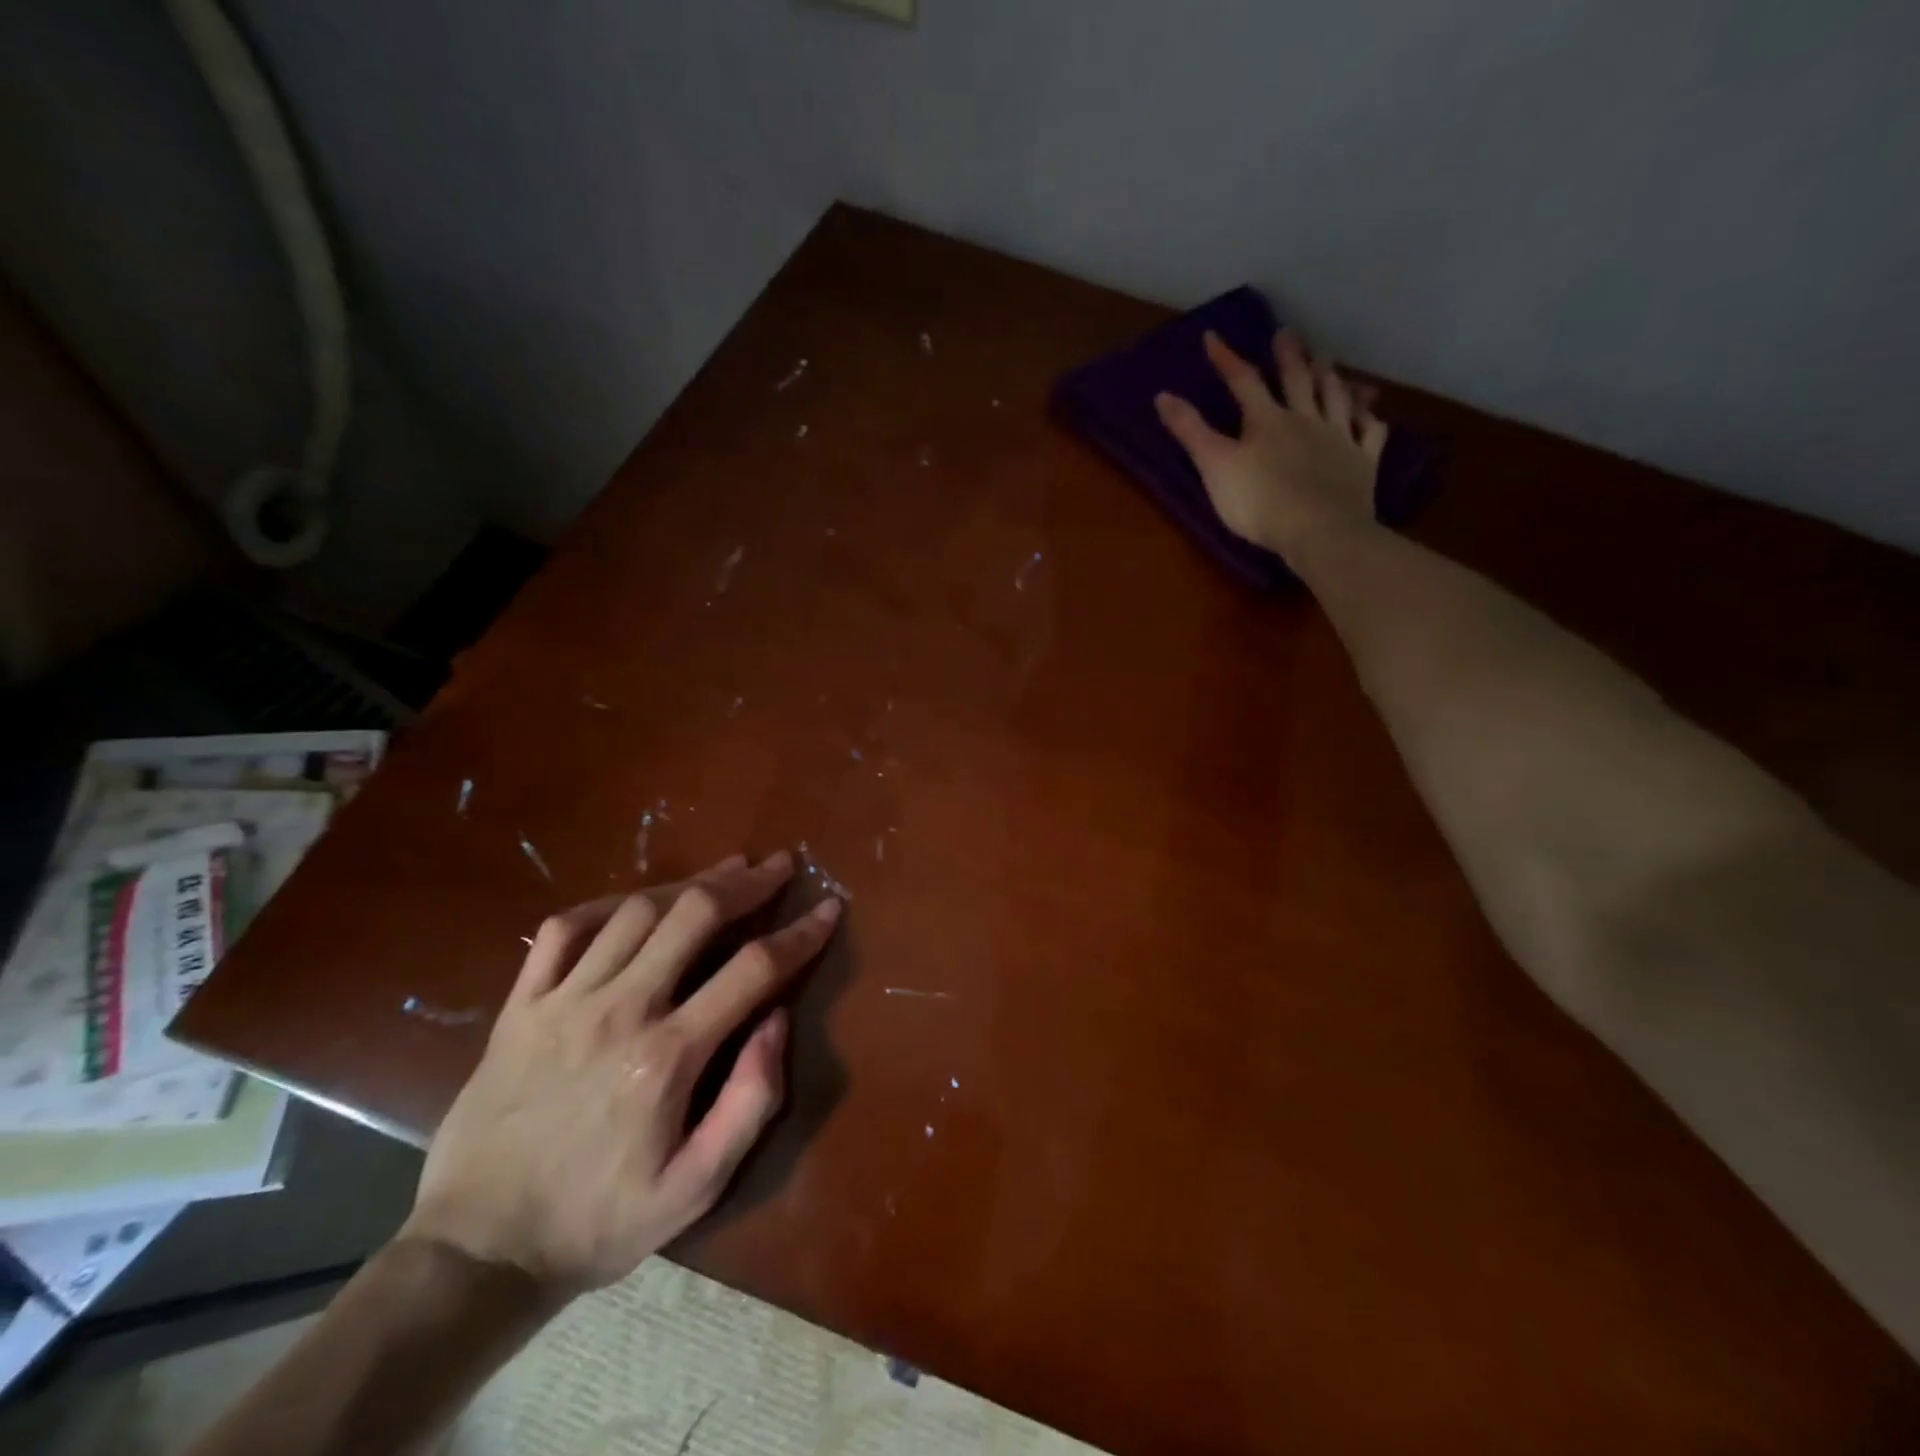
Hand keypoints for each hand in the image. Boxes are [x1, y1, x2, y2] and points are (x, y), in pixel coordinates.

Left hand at [401, 851, 841, 1296]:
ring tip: (724, 873)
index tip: (829, 908)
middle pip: (695, 915)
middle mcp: (620, 1010)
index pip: (754, 969)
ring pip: (636, 910)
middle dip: (747, 883)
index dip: (800, 933)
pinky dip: (605, 905)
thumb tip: (778, 1020)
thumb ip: (750, 1101)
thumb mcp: (696, 1188)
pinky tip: (634, 903)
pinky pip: (564, 929)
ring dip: (689, 885)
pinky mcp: (520, 1006)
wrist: (477, 1252)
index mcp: (668, 1056)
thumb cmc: (598, 1222)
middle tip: (778, 865)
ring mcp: (563, 1002)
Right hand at [1155, 330, 1387, 558]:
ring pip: (1335, 398)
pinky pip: (1369, 433)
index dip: (1227, 359)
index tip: (1212, 338)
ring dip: (1329, 377)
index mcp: (1267, 421)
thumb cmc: (1259, 501)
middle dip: (1288, 356)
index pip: (1243, 382)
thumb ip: (1190, 431)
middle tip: (1286, 334)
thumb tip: (1162, 395)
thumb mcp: (1214, 466)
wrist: (1318, 529)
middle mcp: (1305, 419)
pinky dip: (1367, 419)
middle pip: (1297, 381)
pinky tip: (1367, 413)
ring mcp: (1339, 438)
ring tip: (1327, 361)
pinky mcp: (1362, 463)